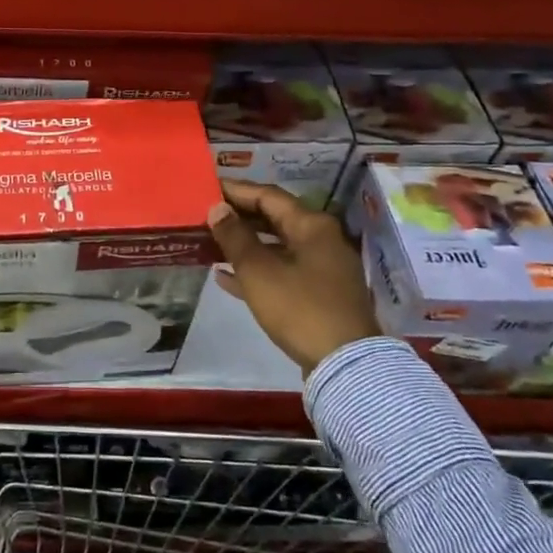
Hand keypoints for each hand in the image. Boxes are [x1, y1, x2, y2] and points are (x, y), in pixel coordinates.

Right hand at [207, 180, 379, 375]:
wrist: (345, 365)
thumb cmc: (300, 308)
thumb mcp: (259, 271)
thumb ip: (235, 236)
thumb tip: (217, 208)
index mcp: (312, 225)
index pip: (268, 195)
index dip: (236, 190)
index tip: (207, 188)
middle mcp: (321, 239)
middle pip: (274, 218)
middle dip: (239, 217)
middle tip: (206, 214)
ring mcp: (323, 268)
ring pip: (277, 247)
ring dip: (244, 245)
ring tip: (210, 243)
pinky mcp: (319, 295)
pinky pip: (282, 272)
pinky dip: (257, 270)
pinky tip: (226, 277)